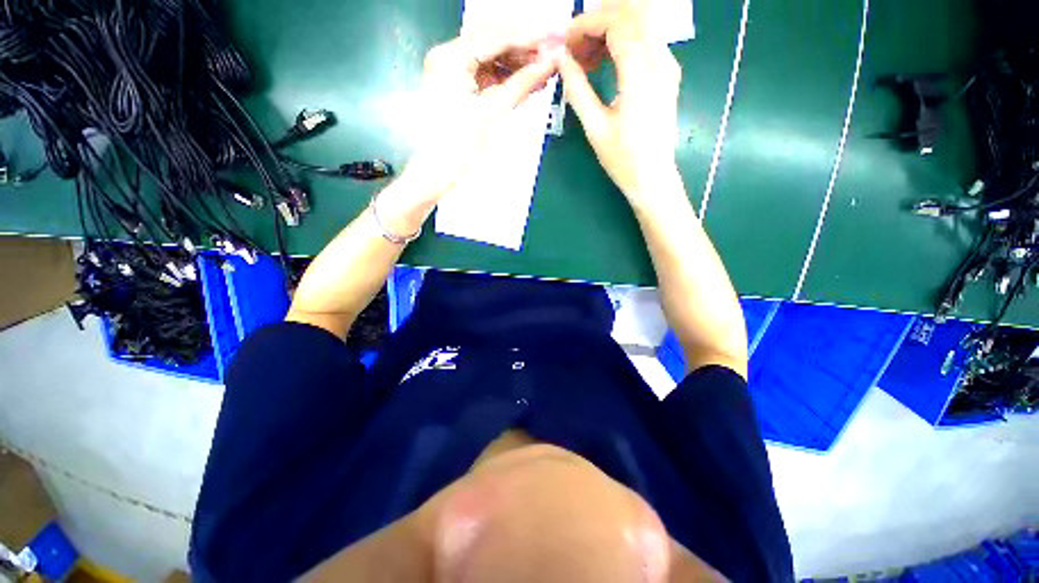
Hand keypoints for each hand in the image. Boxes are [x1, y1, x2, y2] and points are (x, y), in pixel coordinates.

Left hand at [404, 28, 563, 202]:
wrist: (435, 173)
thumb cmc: (459, 147)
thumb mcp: (492, 113)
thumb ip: (521, 85)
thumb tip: (550, 63)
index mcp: (451, 57)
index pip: (495, 36)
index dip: (528, 38)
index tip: (554, 40)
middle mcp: (448, 55)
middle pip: (492, 40)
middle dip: (523, 48)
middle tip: (551, 55)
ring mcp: (450, 70)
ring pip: (490, 56)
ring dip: (516, 62)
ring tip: (543, 70)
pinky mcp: (455, 85)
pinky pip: (485, 73)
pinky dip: (505, 76)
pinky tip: (526, 80)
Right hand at [559, 0, 682, 200]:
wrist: (653, 177)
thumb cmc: (622, 159)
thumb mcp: (594, 126)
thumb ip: (577, 88)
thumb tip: (561, 59)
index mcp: (640, 74)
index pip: (616, 22)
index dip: (586, 25)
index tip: (566, 44)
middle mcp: (660, 60)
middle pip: (631, 14)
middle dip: (597, 24)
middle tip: (575, 51)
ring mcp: (668, 64)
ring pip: (640, 23)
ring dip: (609, 31)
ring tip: (587, 61)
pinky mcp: (668, 72)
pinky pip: (646, 39)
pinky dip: (622, 42)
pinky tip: (605, 63)